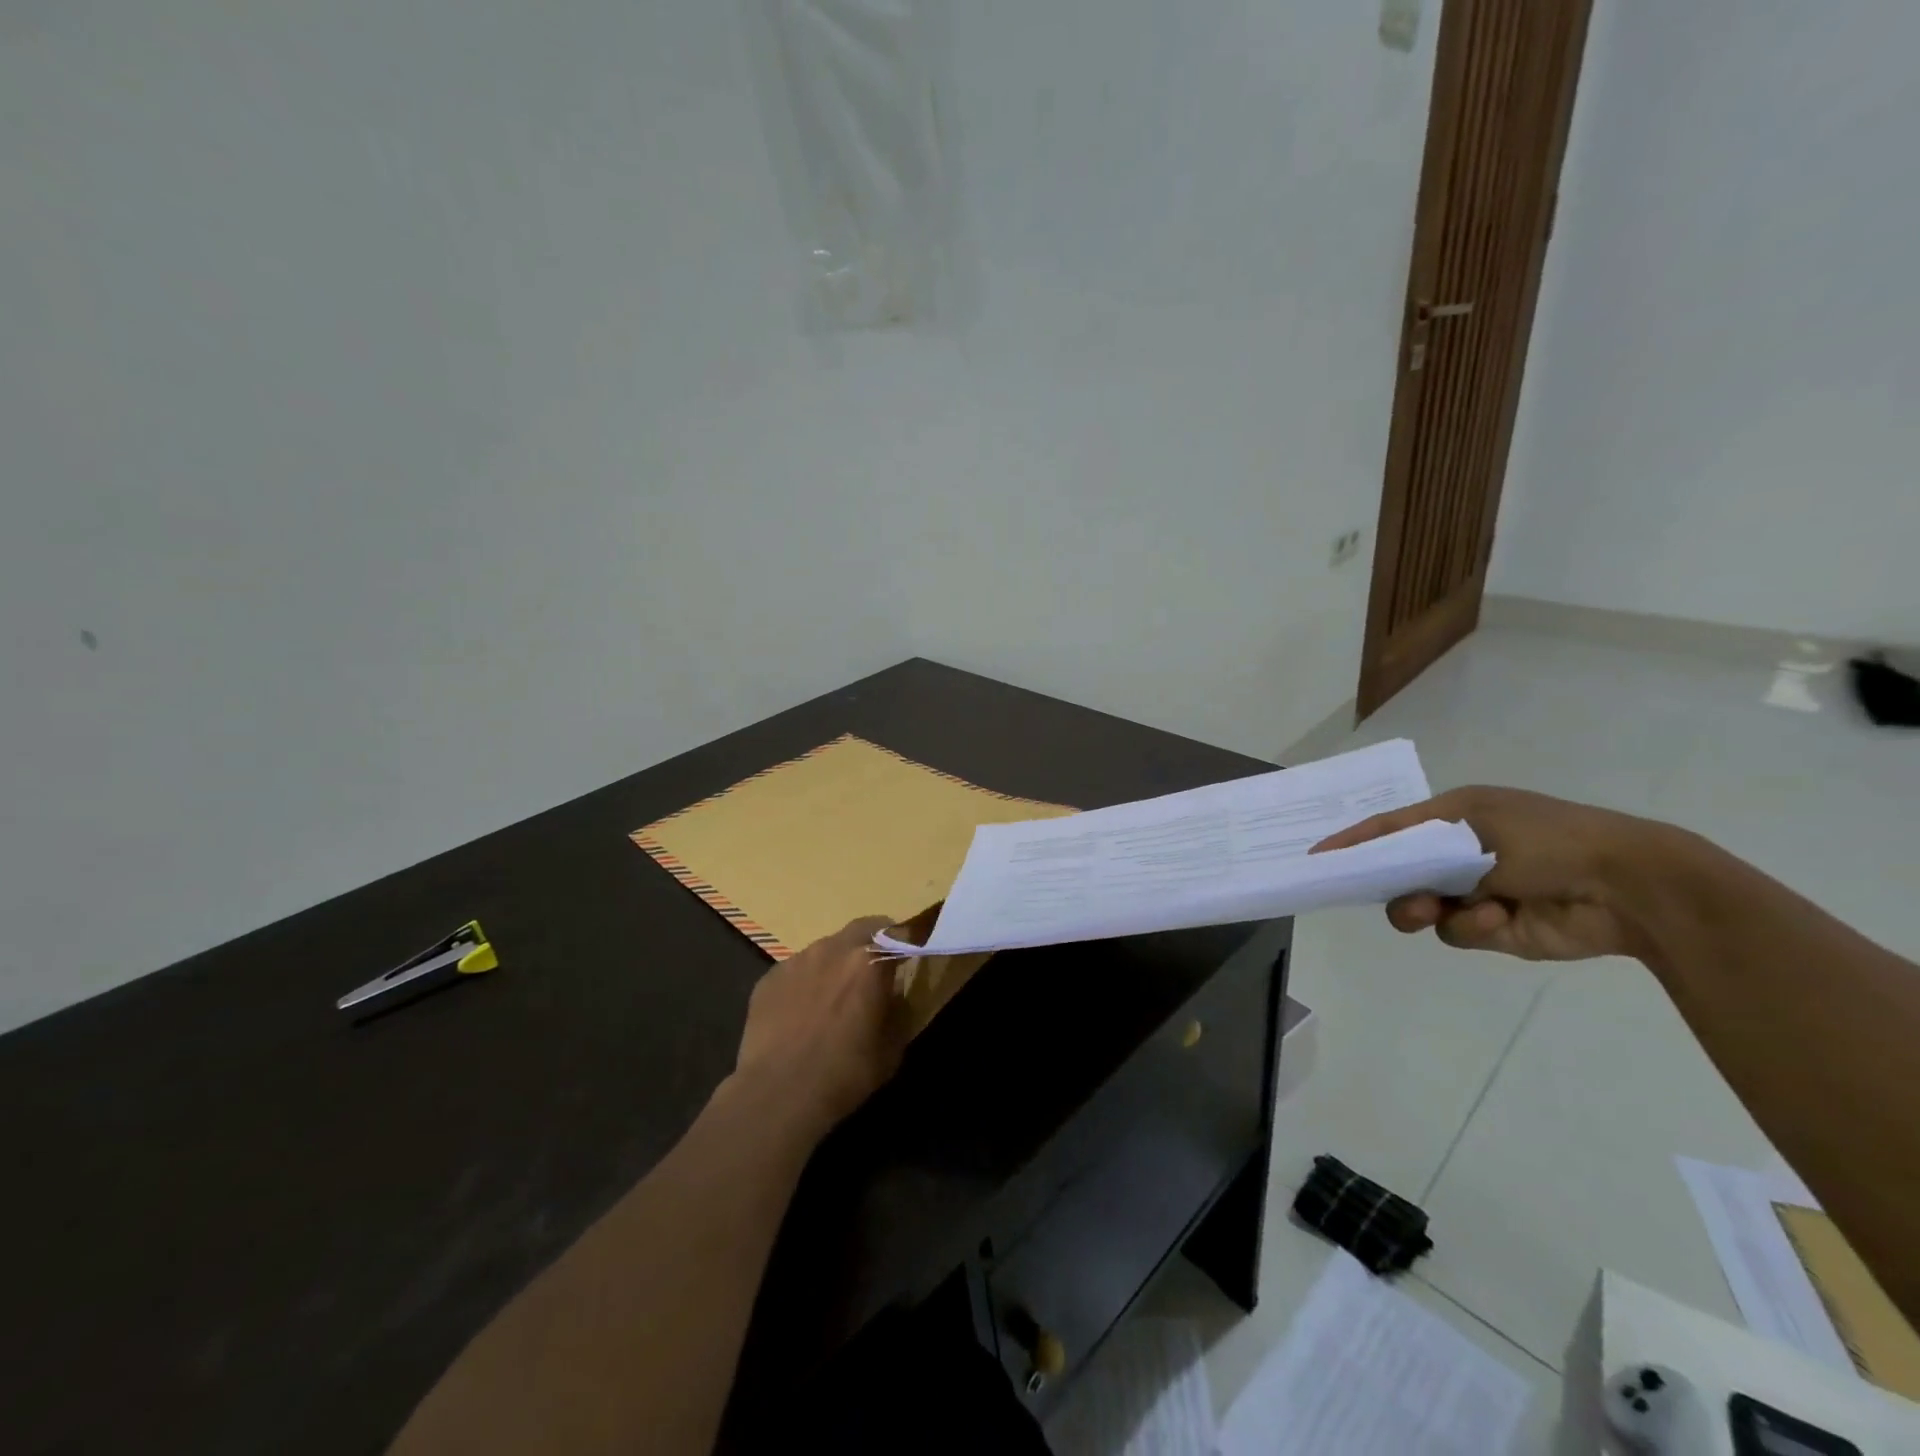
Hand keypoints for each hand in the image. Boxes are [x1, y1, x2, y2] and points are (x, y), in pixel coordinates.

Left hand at [728, 917, 906, 1138]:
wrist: (777, 1094)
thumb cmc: (844, 1073)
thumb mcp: (892, 1048)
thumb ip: (900, 1011)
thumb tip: (896, 995)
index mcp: (870, 960)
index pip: (898, 932)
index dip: (905, 944)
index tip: (907, 959)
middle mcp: (833, 948)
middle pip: (861, 929)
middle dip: (871, 944)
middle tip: (873, 973)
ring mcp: (797, 960)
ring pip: (826, 948)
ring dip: (836, 963)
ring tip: (833, 997)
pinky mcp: (769, 977)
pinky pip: (797, 969)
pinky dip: (806, 982)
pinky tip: (801, 1013)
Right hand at [1312, 786, 1663, 961]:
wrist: (1629, 887)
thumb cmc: (1547, 838)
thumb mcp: (1471, 823)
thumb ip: (1413, 842)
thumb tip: (1374, 858)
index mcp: (1454, 818)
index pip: (1389, 829)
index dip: (1354, 841)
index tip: (1318, 857)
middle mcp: (1459, 854)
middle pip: (1398, 873)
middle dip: (1390, 883)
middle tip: (1383, 892)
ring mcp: (1476, 892)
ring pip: (1418, 907)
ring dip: (1423, 908)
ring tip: (1438, 909)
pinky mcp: (1495, 928)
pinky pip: (1456, 931)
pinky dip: (1471, 926)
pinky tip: (1499, 917)